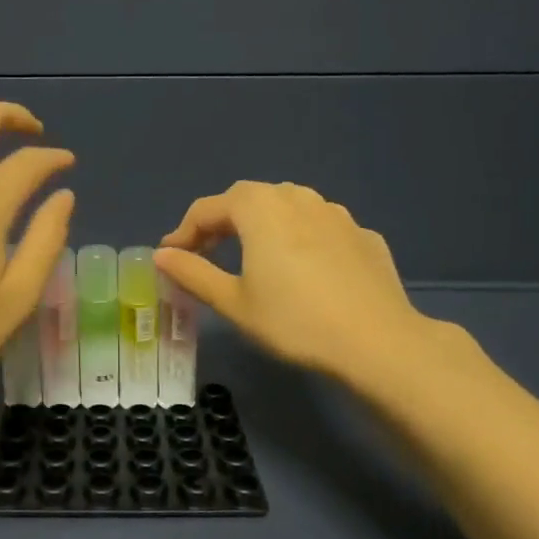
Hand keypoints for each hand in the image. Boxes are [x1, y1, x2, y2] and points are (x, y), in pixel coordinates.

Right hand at [156, 181, 454, 392]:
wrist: (376, 341)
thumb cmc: (294, 321)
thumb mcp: (233, 302)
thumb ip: (193, 273)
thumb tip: (162, 255)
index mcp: (260, 208)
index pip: (208, 208)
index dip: (184, 231)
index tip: (171, 256)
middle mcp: (297, 197)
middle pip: (248, 199)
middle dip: (221, 222)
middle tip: (206, 253)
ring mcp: (336, 213)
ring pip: (287, 206)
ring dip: (261, 224)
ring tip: (253, 255)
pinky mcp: (363, 235)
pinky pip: (319, 227)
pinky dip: (299, 238)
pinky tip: (303, 269)